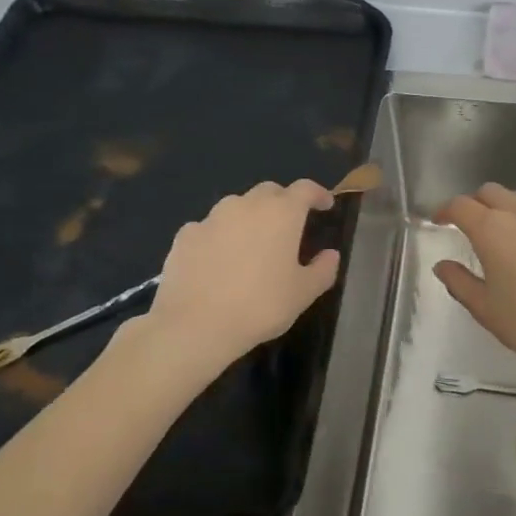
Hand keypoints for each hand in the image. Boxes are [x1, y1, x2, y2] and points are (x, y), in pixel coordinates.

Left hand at [119, 179, 339, 381]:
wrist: (193, 326)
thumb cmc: (259, 306)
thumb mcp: (303, 294)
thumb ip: (323, 269)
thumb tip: (330, 254)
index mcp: (282, 213)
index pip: (305, 189)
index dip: (318, 194)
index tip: (325, 205)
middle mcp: (247, 205)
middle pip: (270, 192)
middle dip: (283, 203)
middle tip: (288, 226)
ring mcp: (212, 217)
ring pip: (237, 206)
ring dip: (249, 217)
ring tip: (251, 244)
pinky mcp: (185, 235)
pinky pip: (209, 227)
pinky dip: (219, 236)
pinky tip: (218, 260)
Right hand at [432, 184, 515, 379]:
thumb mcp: (485, 308)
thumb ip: (459, 281)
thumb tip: (443, 265)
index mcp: (491, 229)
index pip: (460, 205)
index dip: (445, 210)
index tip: (440, 221)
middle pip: (491, 192)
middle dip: (476, 204)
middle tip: (473, 226)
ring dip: (508, 208)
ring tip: (509, 232)